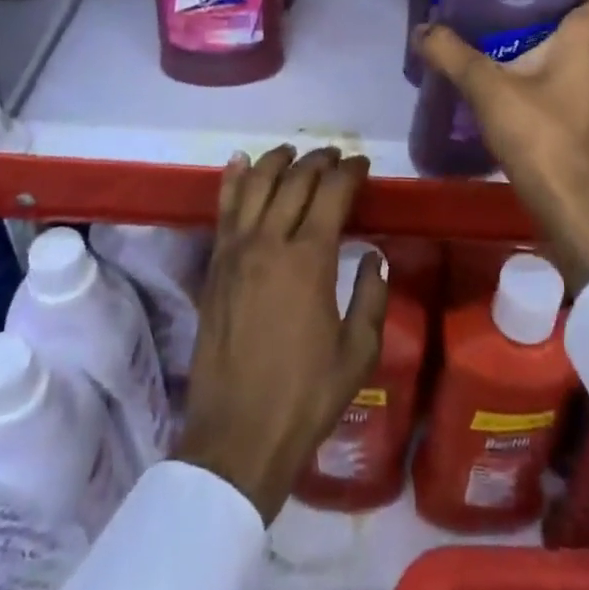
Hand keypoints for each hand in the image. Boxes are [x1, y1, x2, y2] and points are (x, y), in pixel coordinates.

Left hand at [174, 144, 386, 523]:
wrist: (237, 437)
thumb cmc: (306, 397)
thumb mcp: (358, 352)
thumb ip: (371, 296)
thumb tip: (374, 255)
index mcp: (310, 259)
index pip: (332, 193)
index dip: (350, 172)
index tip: (362, 164)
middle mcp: (270, 242)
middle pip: (295, 181)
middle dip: (319, 161)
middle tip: (336, 157)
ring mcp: (236, 251)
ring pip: (257, 185)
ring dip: (278, 161)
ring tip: (294, 152)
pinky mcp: (214, 266)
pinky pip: (224, 209)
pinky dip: (234, 179)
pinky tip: (241, 161)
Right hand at [413, 0, 588, 291]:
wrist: (565, 200)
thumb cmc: (538, 132)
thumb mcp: (486, 87)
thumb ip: (452, 54)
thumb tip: (422, 29)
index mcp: (586, 37)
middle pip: (576, 11)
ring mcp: (586, 83)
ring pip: (565, 40)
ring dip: (536, 27)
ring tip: (495, 14)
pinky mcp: (573, 106)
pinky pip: (556, 65)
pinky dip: (533, 55)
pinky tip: (498, 58)